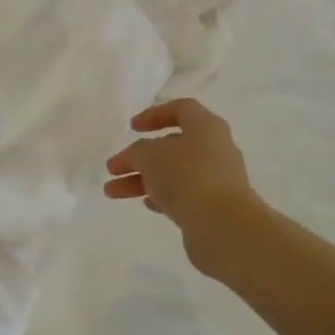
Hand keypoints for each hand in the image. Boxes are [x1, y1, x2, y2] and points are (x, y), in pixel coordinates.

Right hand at [105, 99, 259, 271]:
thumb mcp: (149, 155)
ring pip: (174, 173)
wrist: (222, 225)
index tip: (132, 128)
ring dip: (142, 180)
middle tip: (113, 168)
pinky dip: (162, 196)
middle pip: (173, 146)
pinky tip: (147, 204)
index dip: (154, 114)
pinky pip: (184, 195)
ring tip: (112, 193)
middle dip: (139, 157)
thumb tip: (139, 158)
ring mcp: (217, 179)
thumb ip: (137, 152)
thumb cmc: (186, 176)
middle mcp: (215, 149)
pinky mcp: (215, 206)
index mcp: (206, 127)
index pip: (181, 109)